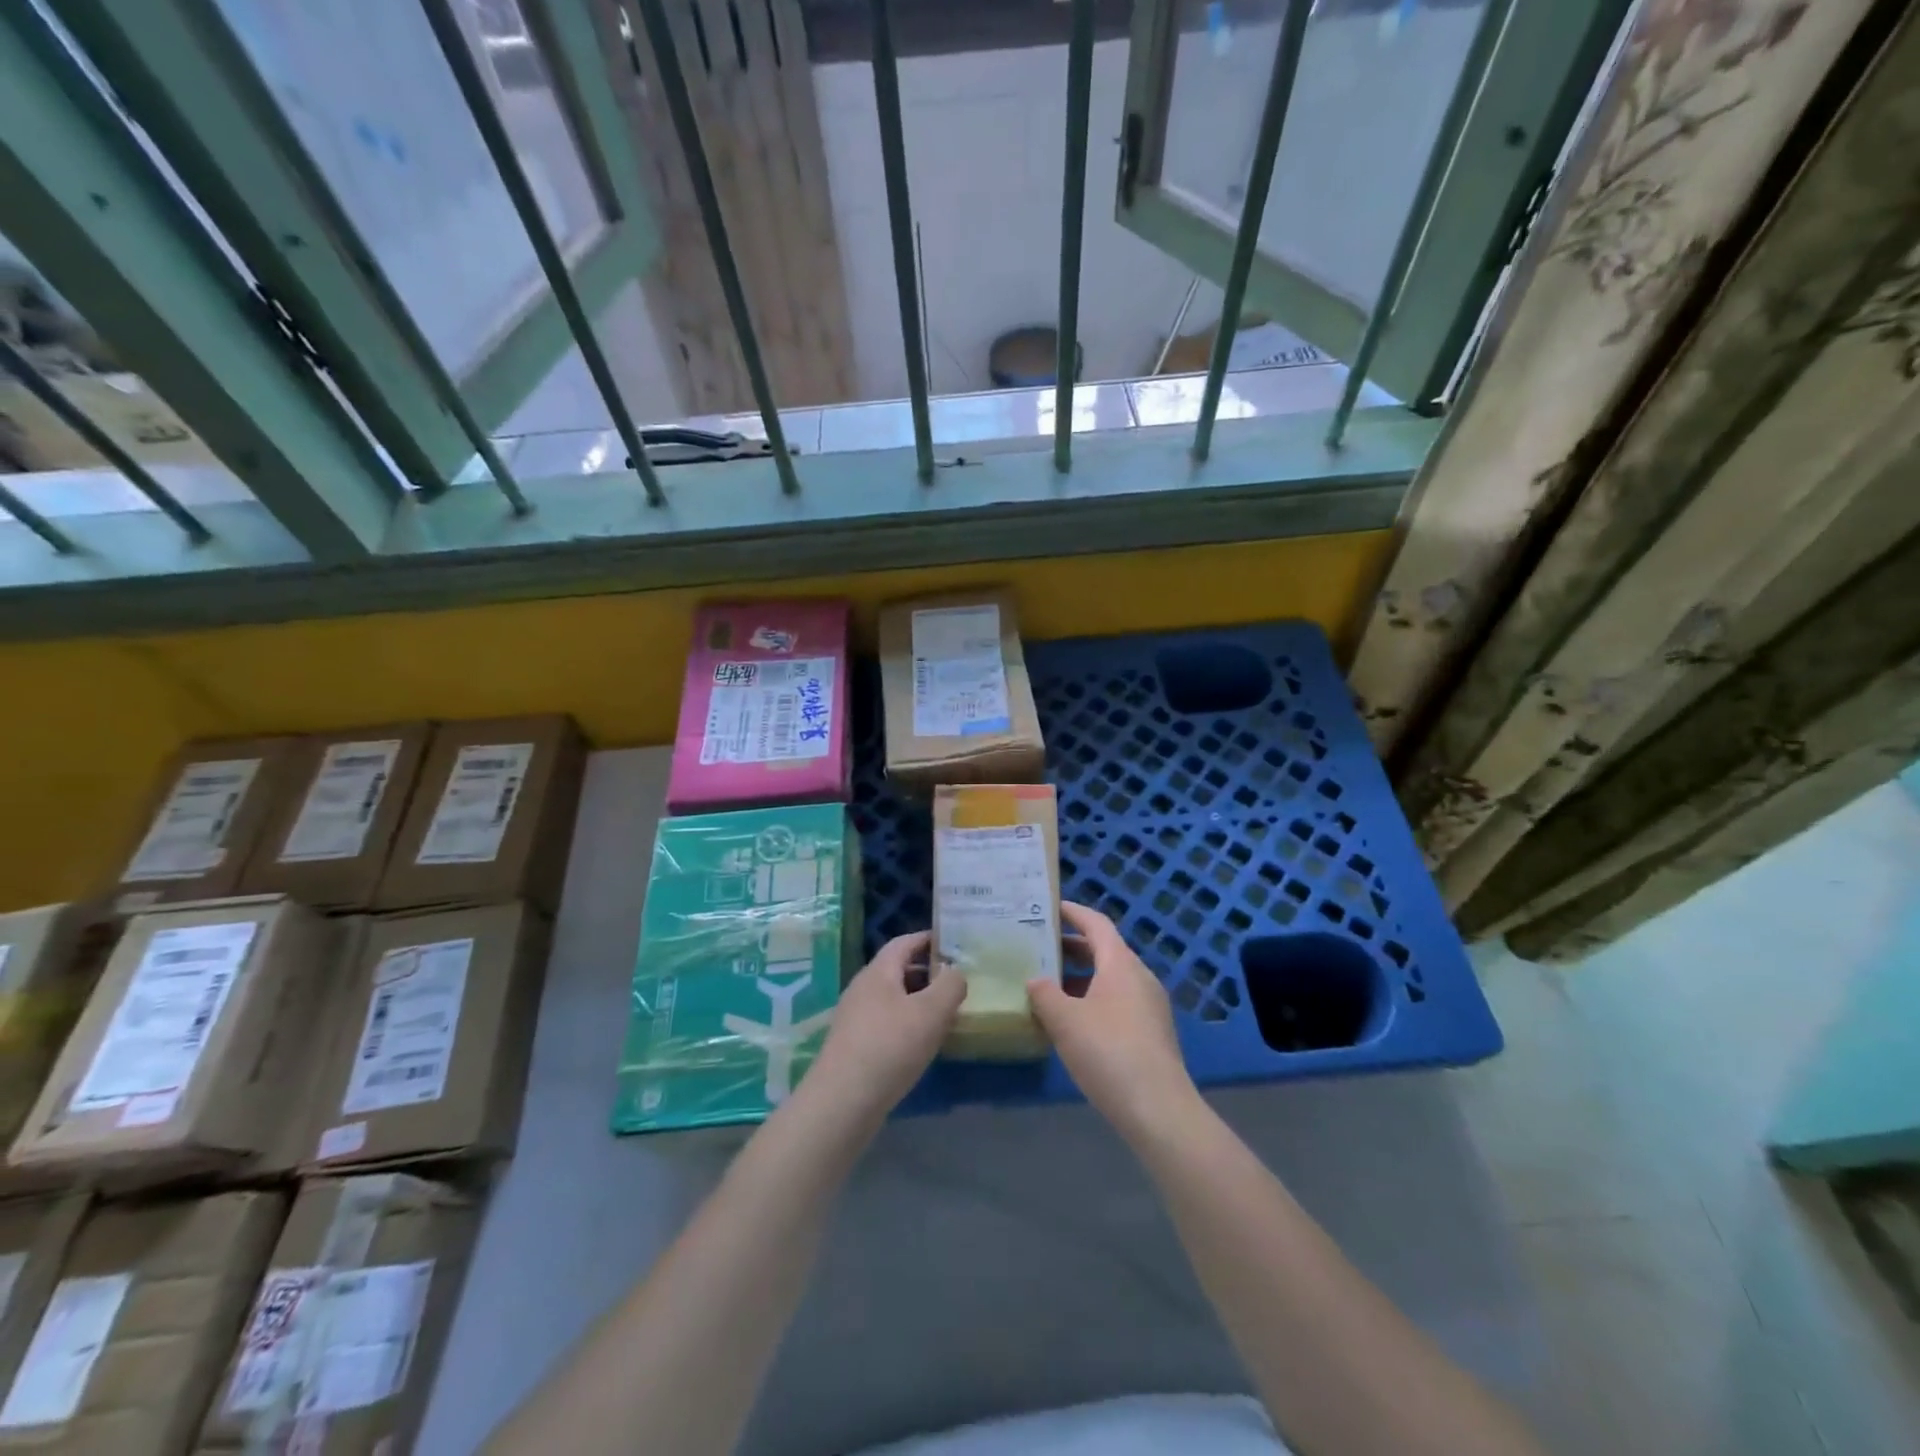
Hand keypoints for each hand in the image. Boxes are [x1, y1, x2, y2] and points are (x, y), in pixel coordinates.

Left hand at [806, 932, 965, 1124]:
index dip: (929, 939)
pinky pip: (886, 1022)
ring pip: (893, 998)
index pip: (904, 942)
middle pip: (898, 970)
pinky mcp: (853, 1045)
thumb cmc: (890, 1047)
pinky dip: (907, 1024)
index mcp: (878, 972)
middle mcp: (862, 988)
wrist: (842, 1102)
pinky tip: (922, 1044)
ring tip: (946, 1014)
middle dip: (927, 973)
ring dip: (919, 1001)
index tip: (954, 943)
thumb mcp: (931, 1012)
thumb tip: (955, 972)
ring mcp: (855, 1017)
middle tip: (957, 983)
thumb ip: (950, 985)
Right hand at [1029, 902, 1196, 1139]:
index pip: (1096, 923)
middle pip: (1104, 950)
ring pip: (1110, 978)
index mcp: (1121, 963)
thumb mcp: (1065, 1020)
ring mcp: (1150, 1005)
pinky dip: (1093, 998)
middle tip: (1039, 946)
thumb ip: (1044, 994)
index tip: (1048, 907)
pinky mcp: (1152, 1032)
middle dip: (1072, 947)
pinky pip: (1118, 1001)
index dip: (1072, 912)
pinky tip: (1072, 1020)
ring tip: (1049, 984)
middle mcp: (1139, 976)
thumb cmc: (1108, 1052)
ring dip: (1081, 976)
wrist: (1158, 1108)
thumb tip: (1036, 980)